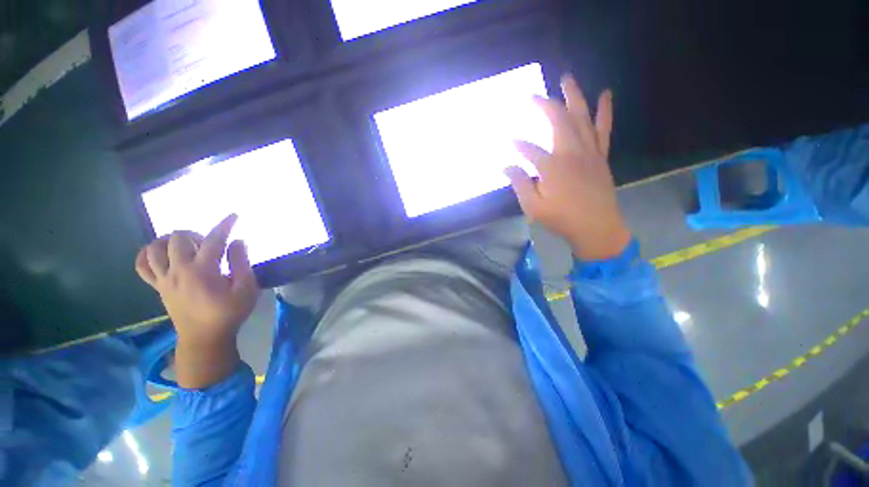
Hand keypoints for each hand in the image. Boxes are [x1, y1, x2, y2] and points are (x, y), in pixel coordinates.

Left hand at [135, 214, 258, 387]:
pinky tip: (159, 253)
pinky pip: (142, 266)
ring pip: (155, 248)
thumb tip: (238, 241)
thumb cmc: (229, 313)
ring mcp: (164, 279)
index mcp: (203, 270)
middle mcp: (179, 270)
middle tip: (210, 244)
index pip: (213, 239)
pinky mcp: (158, 287)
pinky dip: (147, 255)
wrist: (204, 338)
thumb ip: (242, 263)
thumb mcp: (246, 289)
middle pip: (178, 238)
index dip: (224, 225)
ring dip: (170, 240)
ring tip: (186, 246)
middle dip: (195, 233)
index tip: (233, 216)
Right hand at [505, 75, 631, 260]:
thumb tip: (506, 166)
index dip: (515, 144)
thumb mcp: (533, 206)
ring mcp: (589, 151)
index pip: (528, 149)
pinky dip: (604, 111)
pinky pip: (603, 129)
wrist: (596, 227)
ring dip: (574, 97)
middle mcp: (571, 152)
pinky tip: (605, 95)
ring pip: (581, 118)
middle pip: (558, 121)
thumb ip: (520, 184)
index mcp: (552, 166)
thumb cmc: (561, 219)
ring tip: (567, 79)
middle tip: (534, 95)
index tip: (506, 140)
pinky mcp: (600, 156)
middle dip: (544, 105)